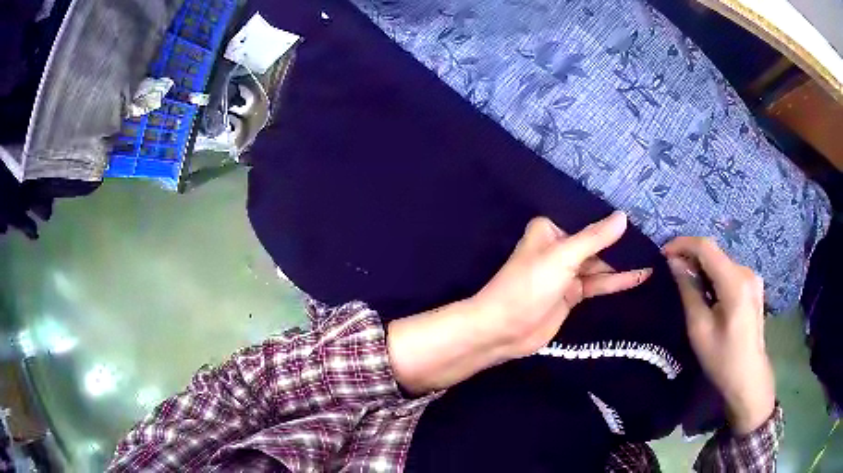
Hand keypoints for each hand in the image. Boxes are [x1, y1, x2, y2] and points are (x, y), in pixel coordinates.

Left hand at [388, 212, 651, 393]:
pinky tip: (640, 276)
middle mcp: (560, 247)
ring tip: (653, 255)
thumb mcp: (563, 257)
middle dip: (621, 241)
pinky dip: (618, 281)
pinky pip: (599, 283)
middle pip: (596, 242)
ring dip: (623, 263)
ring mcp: (567, 272)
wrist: (504, 330)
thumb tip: (623, 216)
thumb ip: (595, 238)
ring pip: (600, 264)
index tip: (640, 211)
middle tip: (653, 236)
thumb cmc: (529, 286)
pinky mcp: (573, 294)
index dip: (611, 218)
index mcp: (551, 230)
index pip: (586, 218)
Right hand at [663, 237, 774, 434]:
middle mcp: (746, 272)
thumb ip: (688, 291)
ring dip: (701, 267)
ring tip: (685, 282)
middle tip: (670, 271)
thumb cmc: (722, 359)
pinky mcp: (753, 285)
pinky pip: (728, 271)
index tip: (663, 254)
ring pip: (721, 261)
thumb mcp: (699, 329)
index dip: (683, 244)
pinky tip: (705, 291)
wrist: (748, 377)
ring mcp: (752, 277)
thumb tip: (674, 263)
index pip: (706, 247)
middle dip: (691, 256)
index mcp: (735, 282)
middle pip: (714, 253)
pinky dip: (713, 275)